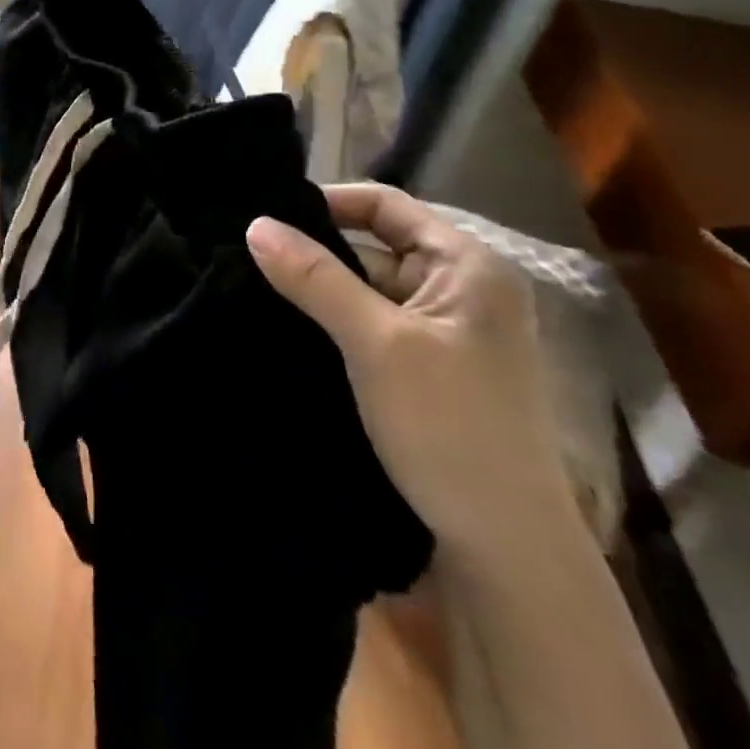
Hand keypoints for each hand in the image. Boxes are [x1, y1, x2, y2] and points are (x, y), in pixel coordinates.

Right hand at [246, 183, 581, 570]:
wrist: (504, 548)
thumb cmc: (450, 426)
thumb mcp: (375, 342)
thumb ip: (314, 277)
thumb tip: (254, 224)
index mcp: (467, 266)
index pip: (384, 204)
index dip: (325, 201)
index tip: (265, 215)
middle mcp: (460, 288)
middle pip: (373, 243)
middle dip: (313, 247)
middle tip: (245, 250)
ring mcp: (444, 330)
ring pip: (366, 286)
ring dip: (318, 286)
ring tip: (250, 281)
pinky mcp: (426, 366)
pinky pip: (368, 322)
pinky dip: (330, 319)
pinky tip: (284, 323)